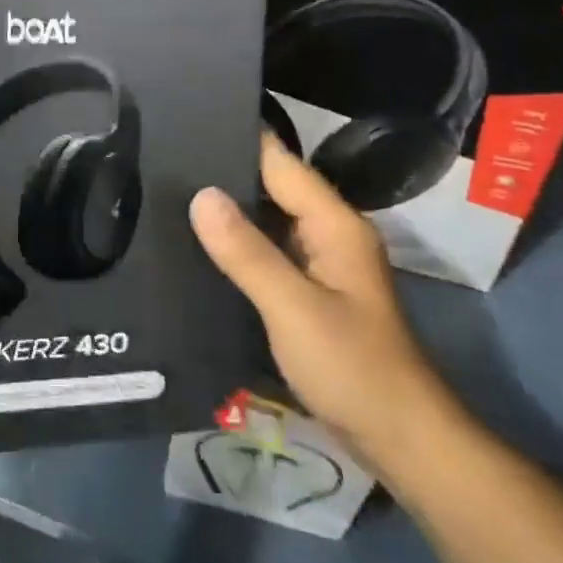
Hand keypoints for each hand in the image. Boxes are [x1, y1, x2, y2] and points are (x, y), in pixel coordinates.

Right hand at [189, 136, 466, 490]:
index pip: (279, 162)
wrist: (401, 439)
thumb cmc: (353, 367)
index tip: (184, 122)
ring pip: (267, 220)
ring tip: (167, 194)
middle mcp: (329, 233)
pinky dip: (238, 244)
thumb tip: (200, 194)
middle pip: (272, 187)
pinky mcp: (311, 291)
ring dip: (228, 211)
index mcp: (333, 223)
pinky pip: (268, 251)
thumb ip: (246, 251)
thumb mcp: (293, 307)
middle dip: (223, 174)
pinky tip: (199, 246)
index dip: (236, 139)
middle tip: (161, 161)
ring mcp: (321, 263)